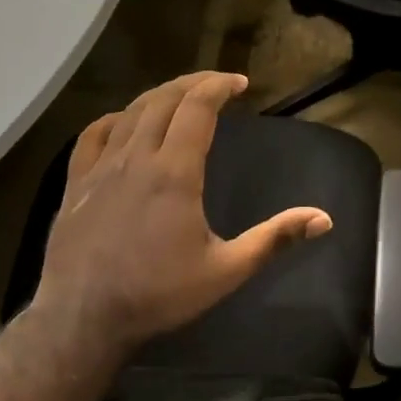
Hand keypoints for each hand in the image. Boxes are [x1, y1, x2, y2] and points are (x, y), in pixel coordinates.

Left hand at [32, 71, 332, 359]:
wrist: (82, 318)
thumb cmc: (159, 294)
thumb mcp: (227, 270)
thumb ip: (275, 239)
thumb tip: (324, 219)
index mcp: (175, 173)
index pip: (197, 108)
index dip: (219, 87)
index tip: (239, 82)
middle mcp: (137, 158)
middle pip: (164, 100)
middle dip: (193, 83)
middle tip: (217, 83)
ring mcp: (101, 168)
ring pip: (130, 112)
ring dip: (160, 95)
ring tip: (180, 95)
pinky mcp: (76, 183)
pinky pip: (93, 135)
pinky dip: (116, 118)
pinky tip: (124, 122)